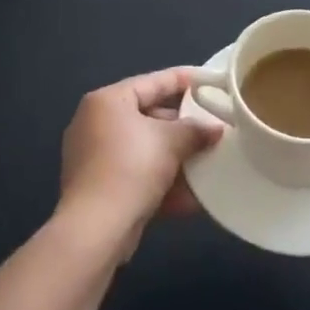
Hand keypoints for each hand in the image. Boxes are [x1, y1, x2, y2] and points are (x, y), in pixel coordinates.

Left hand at [59, 68, 222, 247]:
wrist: (96, 229)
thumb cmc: (131, 168)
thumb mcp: (170, 142)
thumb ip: (195, 130)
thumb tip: (215, 128)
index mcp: (108, 101)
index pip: (153, 82)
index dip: (184, 80)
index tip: (210, 81)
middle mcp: (96, 123)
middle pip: (148, 116)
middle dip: (183, 126)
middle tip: (212, 126)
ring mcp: (95, 157)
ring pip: (145, 149)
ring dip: (176, 157)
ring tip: (208, 160)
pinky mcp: (99, 187)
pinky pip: (137, 175)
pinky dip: (162, 181)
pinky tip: (192, 197)